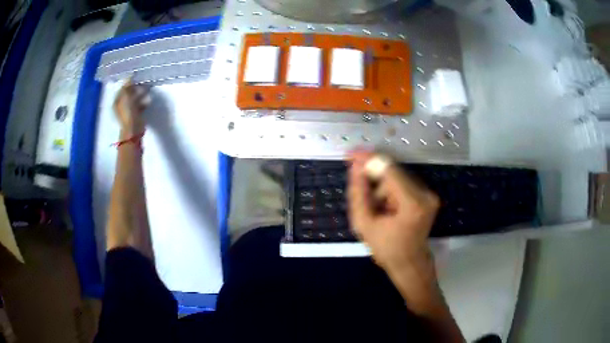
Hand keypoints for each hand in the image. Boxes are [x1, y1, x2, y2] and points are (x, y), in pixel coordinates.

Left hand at [113, 80, 149, 137]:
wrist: (133, 128)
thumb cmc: (128, 112)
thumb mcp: (126, 97)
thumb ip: (127, 86)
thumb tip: (130, 76)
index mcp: (117, 101)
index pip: (122, 89)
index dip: (128, 83)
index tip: (136, 77)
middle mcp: (122, 105)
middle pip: (129, 93)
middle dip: (135, 88)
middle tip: (142, 83)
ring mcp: (129, 110)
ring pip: (135, 99)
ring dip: (141, 94)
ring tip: (147, 90)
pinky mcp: (136, 114)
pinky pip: (140, 105)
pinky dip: (144, 102)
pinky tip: (148, 100)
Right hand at [347, 151, 440, 311]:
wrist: (409, 263)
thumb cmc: (386, 249)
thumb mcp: (364, 224)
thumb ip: (359, 193)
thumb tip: (355, 166)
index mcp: (412, 203)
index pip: (389, 170)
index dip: (369, 160)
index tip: (351, 154)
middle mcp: (425, 193)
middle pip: (393, 172)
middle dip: (374, 178)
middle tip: (362, 193)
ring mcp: (429, 194)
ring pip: (397, 177)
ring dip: (382, 187)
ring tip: (377, 209)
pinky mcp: (428, 195)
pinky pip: (404, 183)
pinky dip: (391, 190)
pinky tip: (386, 207)